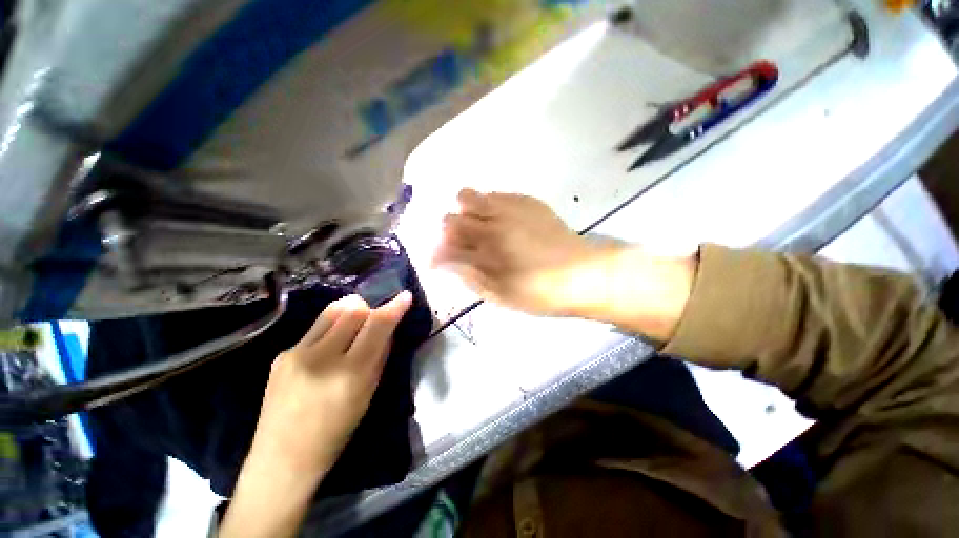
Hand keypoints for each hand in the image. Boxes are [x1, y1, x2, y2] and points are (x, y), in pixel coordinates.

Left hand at [248, 292, 412, 476]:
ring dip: (350, 311)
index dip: (394, 307)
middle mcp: (321, 357)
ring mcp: (296, 353)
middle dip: (370, 308)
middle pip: (353, 309)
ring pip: (332, 311)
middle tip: (374, 319)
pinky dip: (331, 329)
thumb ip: (379, 356)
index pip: (377, 325)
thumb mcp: (368, 394)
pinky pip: (315, 328)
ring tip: (354, 324)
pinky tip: (329, 348)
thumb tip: (387, 328)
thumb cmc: (336, 433)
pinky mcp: (281, 354)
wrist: (281, 460)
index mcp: (349, 373)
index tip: (405, 296)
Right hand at [433, 189, 613, 317]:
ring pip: (470, 196)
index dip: (437, 253)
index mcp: (485, 251)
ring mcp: (510, 208)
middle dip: (449, 233)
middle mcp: (492, 224)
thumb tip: (446, 263)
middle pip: (451, 216)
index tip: (439, 262)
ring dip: (466, 213)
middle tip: (461, 245)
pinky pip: (496, 195)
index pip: (445, 244)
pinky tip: (502, 221)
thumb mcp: (501, 295)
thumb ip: (469, 277)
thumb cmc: (540, 293)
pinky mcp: (527, 201)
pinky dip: (489, 207)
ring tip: (480, 228)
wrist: (584, 275)